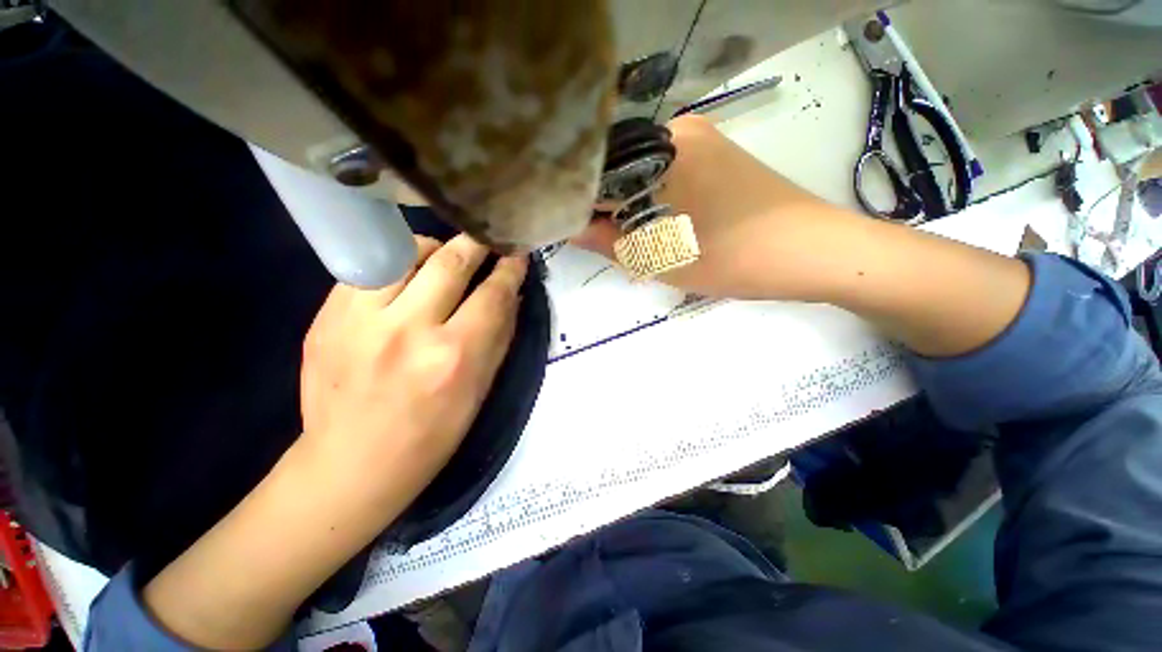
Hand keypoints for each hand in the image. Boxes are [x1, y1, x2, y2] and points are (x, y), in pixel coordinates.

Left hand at [300, 234, 527, 507]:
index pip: (492, 294)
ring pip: (406, 253)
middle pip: (450, 262)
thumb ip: (499, 335)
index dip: (510, 269)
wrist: (352, 463)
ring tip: (444, 258)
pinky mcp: (326, 317)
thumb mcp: (480, 389)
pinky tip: (405, 277)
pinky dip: (397, 264)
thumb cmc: (432, 434)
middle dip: (476, 244)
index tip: (518, 253)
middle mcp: (408, 330)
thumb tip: (510, 293)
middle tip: (487, 240)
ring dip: (434, 249)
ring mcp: (360, 320)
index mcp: (453, 356)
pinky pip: (371, 268)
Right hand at [576, 115, 856, 299]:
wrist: (813, 251)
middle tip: (614, 244)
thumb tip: (571, 229)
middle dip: (610, 208)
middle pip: (620, 171)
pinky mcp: (717, 152)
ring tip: (642, 237)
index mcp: (661, 150)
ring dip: (632, 205)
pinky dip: (655, 198)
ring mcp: (701, 138)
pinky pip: (666, 172)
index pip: (601, 174)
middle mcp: (677, 130)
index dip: (585, 206)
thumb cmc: (734, 257)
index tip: (581, 233)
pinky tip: (665, 222)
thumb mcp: (662, 259)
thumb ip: (608, 242)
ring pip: (642, 173)